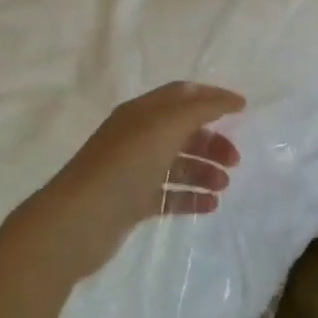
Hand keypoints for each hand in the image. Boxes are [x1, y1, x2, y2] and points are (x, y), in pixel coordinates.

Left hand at [39, 82, 244, 264]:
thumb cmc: (124, 165)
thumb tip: (231, 101)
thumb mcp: (166, 127)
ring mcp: (133, 171)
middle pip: (183, 131)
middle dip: (212, 141)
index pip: (182, 94)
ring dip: (205, 171)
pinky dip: (191, 197)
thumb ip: (202, 109)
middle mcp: (137, 137)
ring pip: (178, 164)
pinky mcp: (132, 203)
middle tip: (235, 160)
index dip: (212, 97)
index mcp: (142, 112)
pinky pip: (169, 194)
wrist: (76, 222)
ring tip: (222, 186)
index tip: (242, 109)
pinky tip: (210, 206)